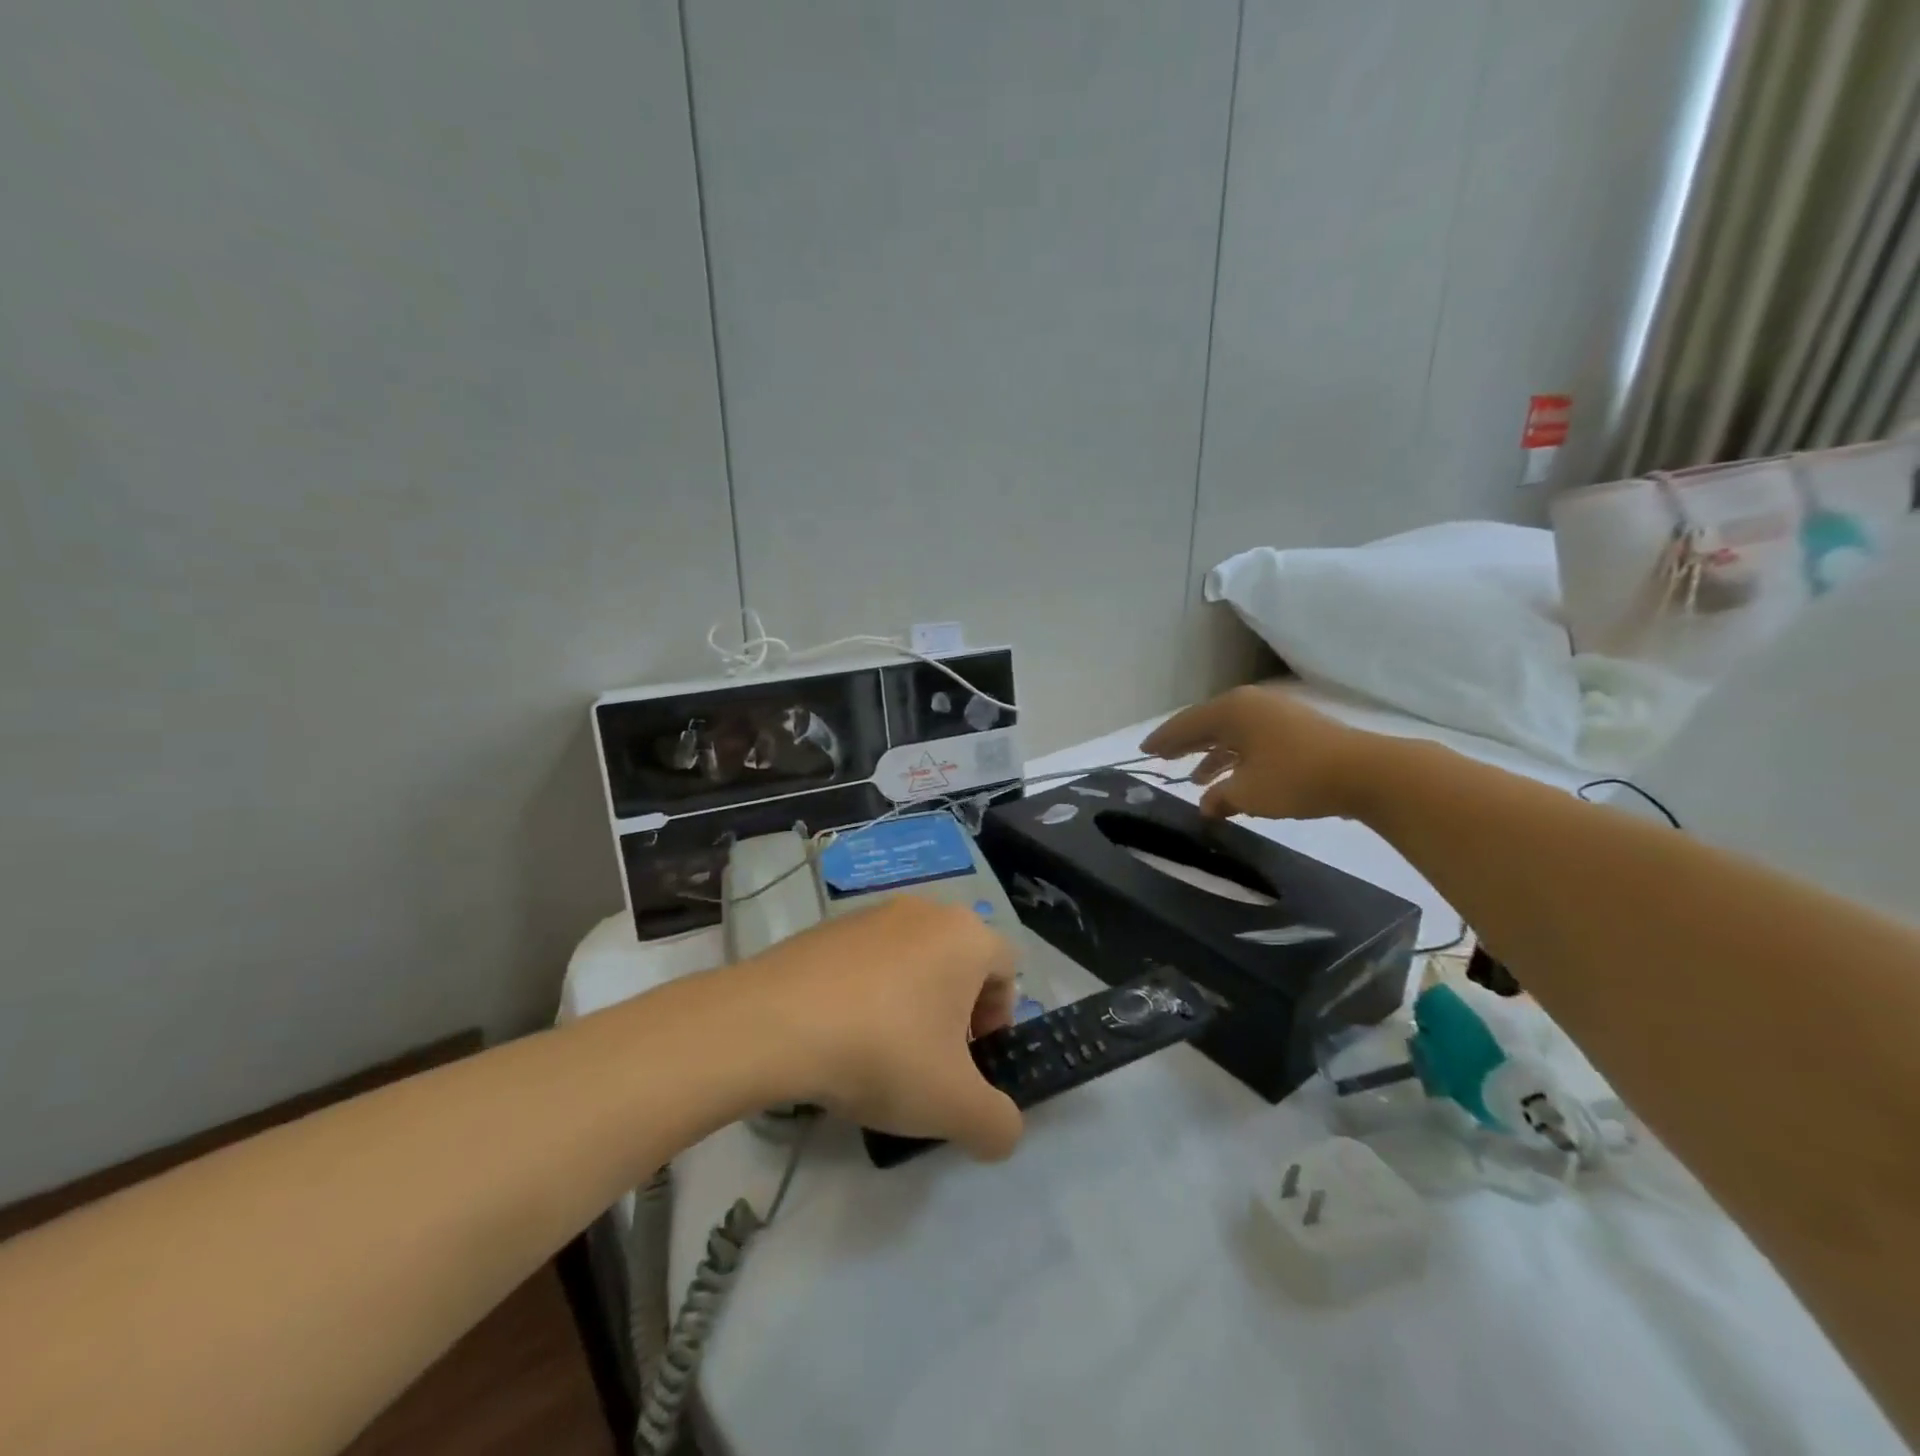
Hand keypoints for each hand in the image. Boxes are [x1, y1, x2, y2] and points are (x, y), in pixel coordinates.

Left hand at [743, 897, 1023, 1159]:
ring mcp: (870, 914)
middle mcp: (924, 911)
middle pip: (958, 963)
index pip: (1006, 970)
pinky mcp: (827, 928)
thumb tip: (1001, 1130)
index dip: (999, 1020)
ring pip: (912, 961)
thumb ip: (997, 1124)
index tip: (971, 1061)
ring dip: (911, 1003)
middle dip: (955, 1013)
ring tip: (881, 1054)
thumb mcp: (955, 1107)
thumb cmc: (883, 1053)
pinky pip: (866, 961)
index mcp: (965, 936)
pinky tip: (840, 1036)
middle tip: (932, 1062)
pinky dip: (868, 994)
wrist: (773, 1023)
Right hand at [1141, 685, 1368, 820]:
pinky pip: (1253, 738)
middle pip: (1208, 723)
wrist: (1366, 772)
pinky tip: (1234, 778)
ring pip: (1232, 732)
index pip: (1186, 724)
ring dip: (1213, 754)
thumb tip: (1205, 805)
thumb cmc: (1295, 777)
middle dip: (1186, 743)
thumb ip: (1219, 798)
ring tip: (1197, 778)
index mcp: (1232, 711)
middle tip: (1163, 757)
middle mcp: (1251, 705)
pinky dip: (1237, 756)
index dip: (1164, 739)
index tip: (1145, 751)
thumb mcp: (1248, 793)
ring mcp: (1276, 714)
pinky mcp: (1297, 728)